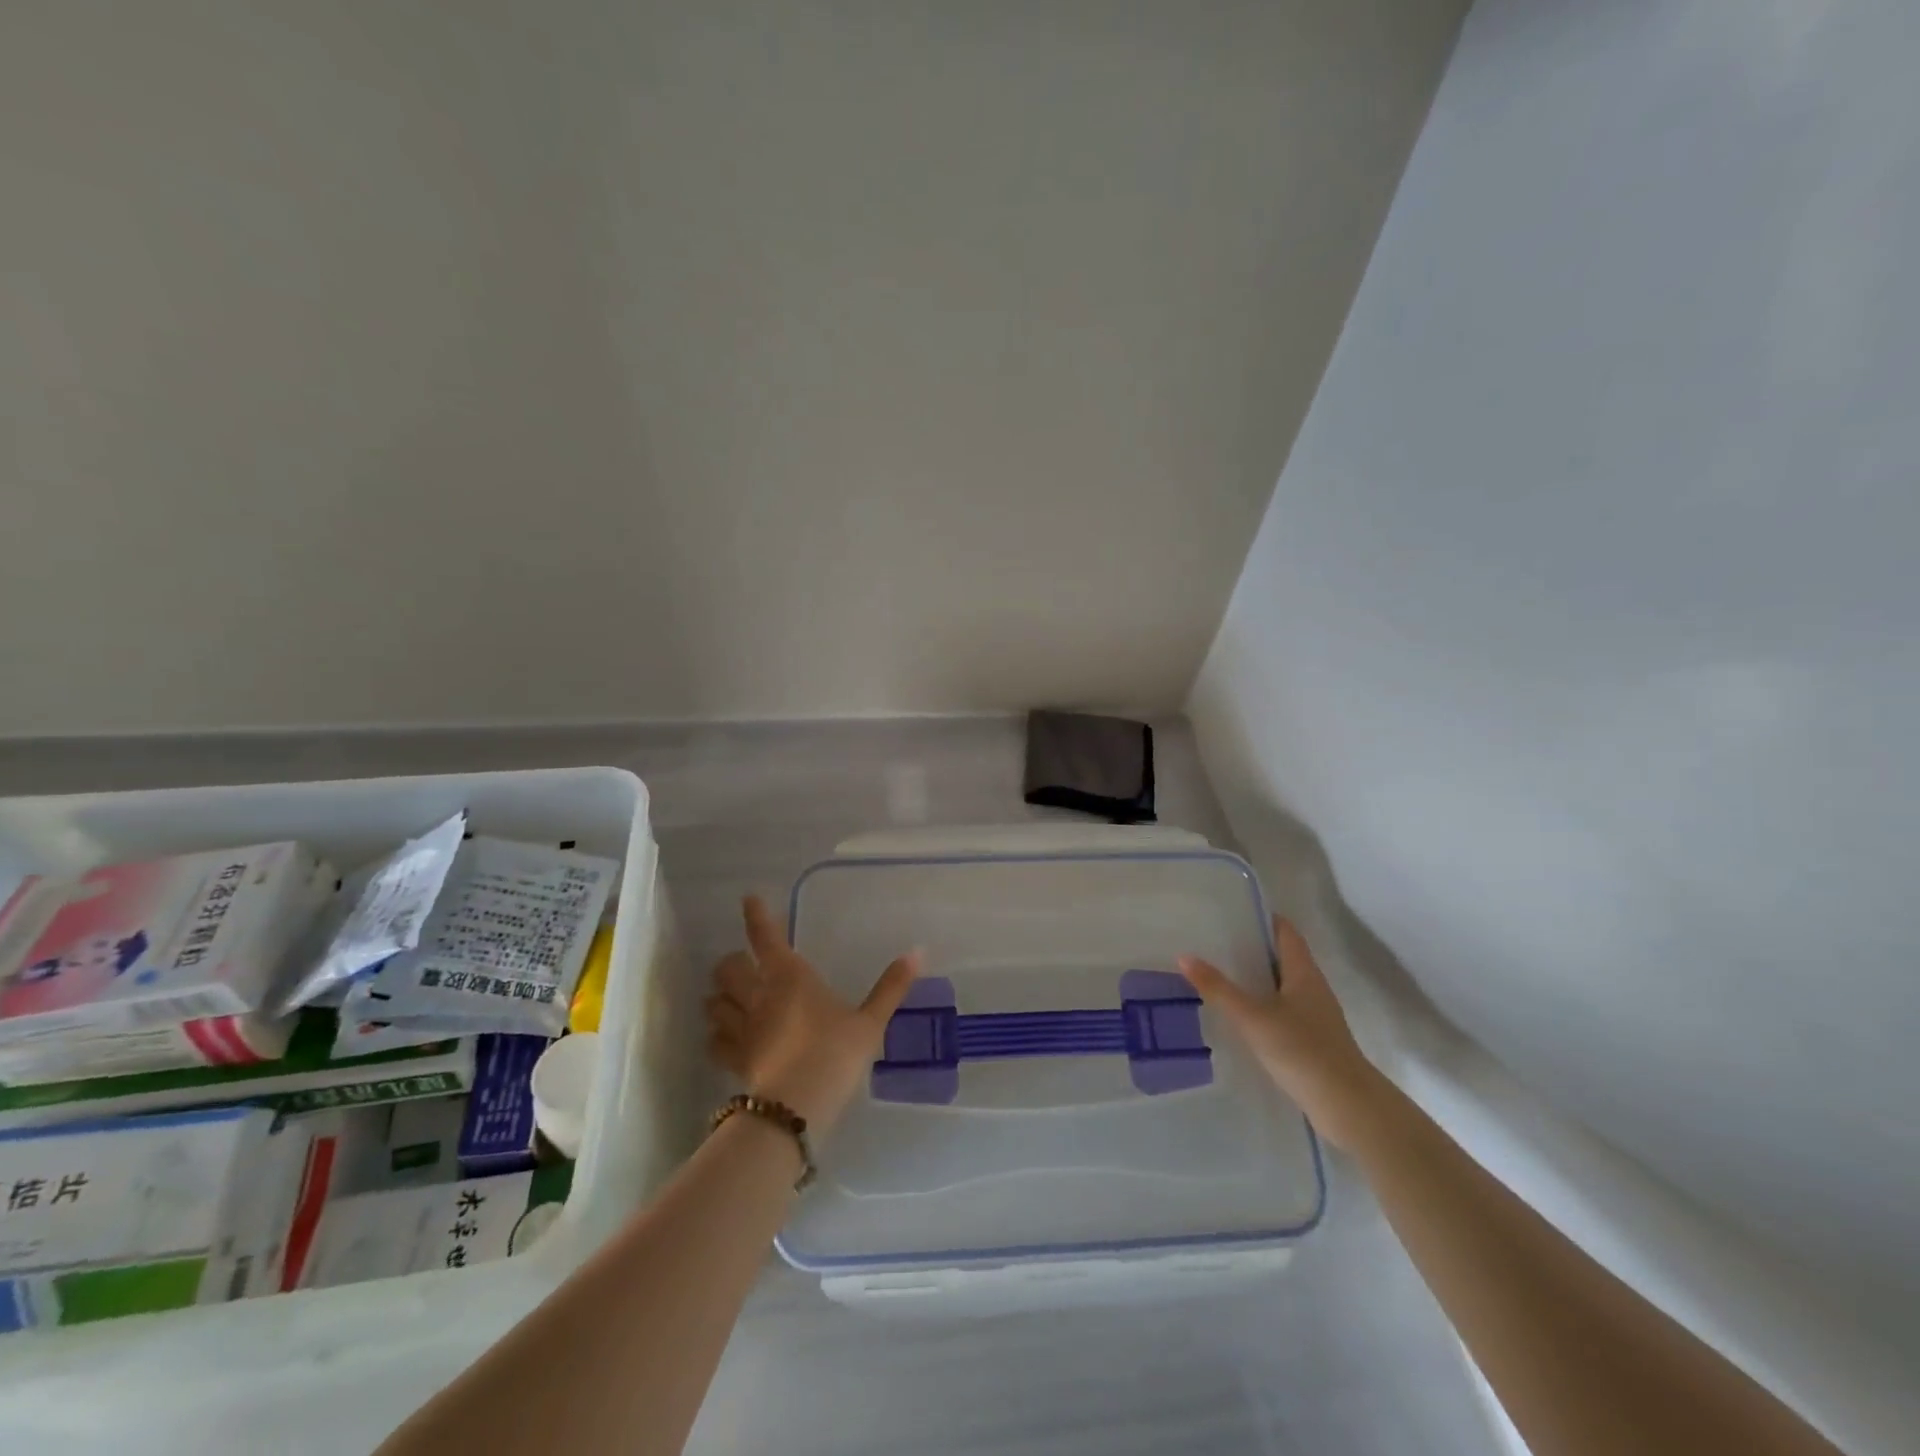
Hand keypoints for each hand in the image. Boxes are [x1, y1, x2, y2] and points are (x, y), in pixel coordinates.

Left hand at [705, 895, 918, 1137]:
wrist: (797, 1106)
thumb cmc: (836, 1053)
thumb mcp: (870, 1021)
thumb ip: (891, 987)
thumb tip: (918, 952)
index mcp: (789, 976)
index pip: (765, 936)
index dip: (755, 915)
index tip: (749, 899)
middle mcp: (758, 995)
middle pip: (728, 967)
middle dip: (732, 962)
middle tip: (744, 964)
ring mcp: (741, 1028)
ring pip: (714, 1002)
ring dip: (719, 996)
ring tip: (729, 998)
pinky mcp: (733, 1060)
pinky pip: (714, 1041)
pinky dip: (716, 1035)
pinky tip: (725, 1038)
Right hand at [1180, 915, 1384, 1150]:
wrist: (1348, 1107)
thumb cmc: (1302, 1051)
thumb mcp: (1253, 1017)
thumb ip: (1218, 988)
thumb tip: (1184, 956)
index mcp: (1304, 972)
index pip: (1285, 931)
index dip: (1262, 918)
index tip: (1230, 911)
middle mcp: (1312, 988)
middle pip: (1282, 957)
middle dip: (1252, 947)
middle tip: (1213, 941)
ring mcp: (1314, 1016)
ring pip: (1281, 985)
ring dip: (1255, 978)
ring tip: (1218, 974)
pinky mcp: (1311, 1041)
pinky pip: (1282, 1011)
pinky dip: (1261, 1005)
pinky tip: (1239, 1015)